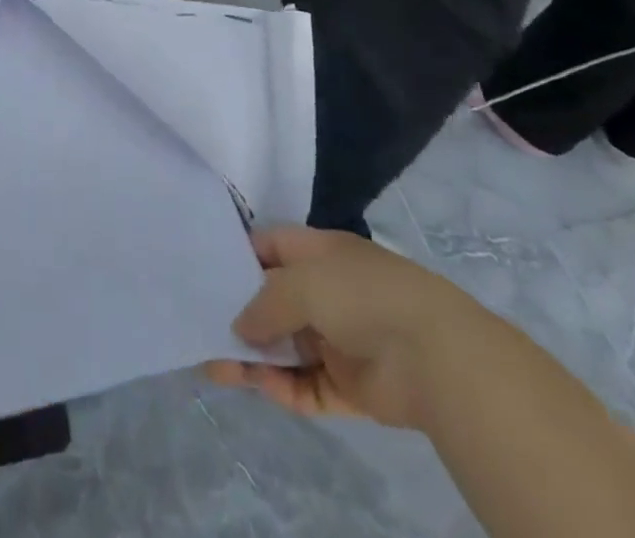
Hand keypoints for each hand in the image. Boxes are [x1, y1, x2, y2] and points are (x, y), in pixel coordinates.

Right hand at [203, 226, 481, 429]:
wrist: (434, 357)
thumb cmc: (361, 295)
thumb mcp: (302, 281)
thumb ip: (264, 301)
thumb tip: (240, 327)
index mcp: (320, 252)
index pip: (270, 247)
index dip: (239, 256)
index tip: (205, 271)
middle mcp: (328, 291)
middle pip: (273, 301)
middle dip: (239, 314)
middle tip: (200, 327)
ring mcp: (339, 339)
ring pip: (285, 347)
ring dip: (253, 357)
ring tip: (215, 366)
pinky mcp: (350, 385)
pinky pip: (306, 385)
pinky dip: (282, 387)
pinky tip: (255, 386)